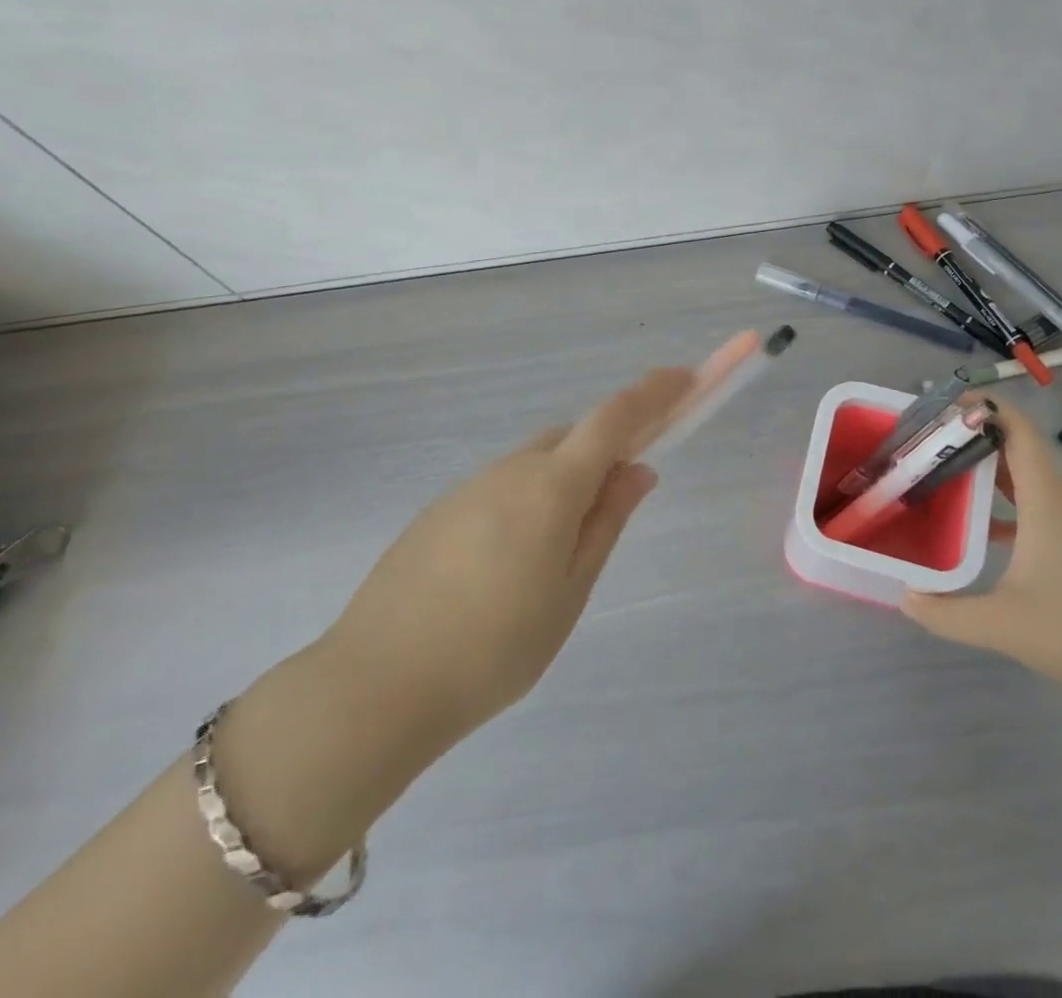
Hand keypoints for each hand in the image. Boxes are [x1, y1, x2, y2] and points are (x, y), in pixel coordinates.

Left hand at [317, 367, 695, 754]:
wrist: (378, 683)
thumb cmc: (494, 648)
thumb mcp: (569, 591)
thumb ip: (606, 522)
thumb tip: (638, 471)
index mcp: (550, 486)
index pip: (613, 419)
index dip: (652, 393)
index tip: (683, 377)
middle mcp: (509, 470)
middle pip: (572, 438)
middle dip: (605, 449)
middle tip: (620, 497)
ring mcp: (468, 486)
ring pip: (534, 464)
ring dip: (563, 480)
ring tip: (560, 552)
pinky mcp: (439, 510)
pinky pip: (501, 487)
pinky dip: (526, 500)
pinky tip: (510, 563)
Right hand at [903, 399, 1061, 709]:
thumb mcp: (1003, 625)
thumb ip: (946, 613)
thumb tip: (904, 597)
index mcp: (1045, 500)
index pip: (1018, 430)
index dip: (985, 407)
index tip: (941, 405)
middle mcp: (1058, 500)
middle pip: (1014, 448)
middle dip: (971, 436)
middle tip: (924, 442)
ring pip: (1022, 477)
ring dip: (984, 468)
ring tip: (938, 472)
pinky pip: (1030, 503)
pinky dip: (1000, 499)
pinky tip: (972, 524)